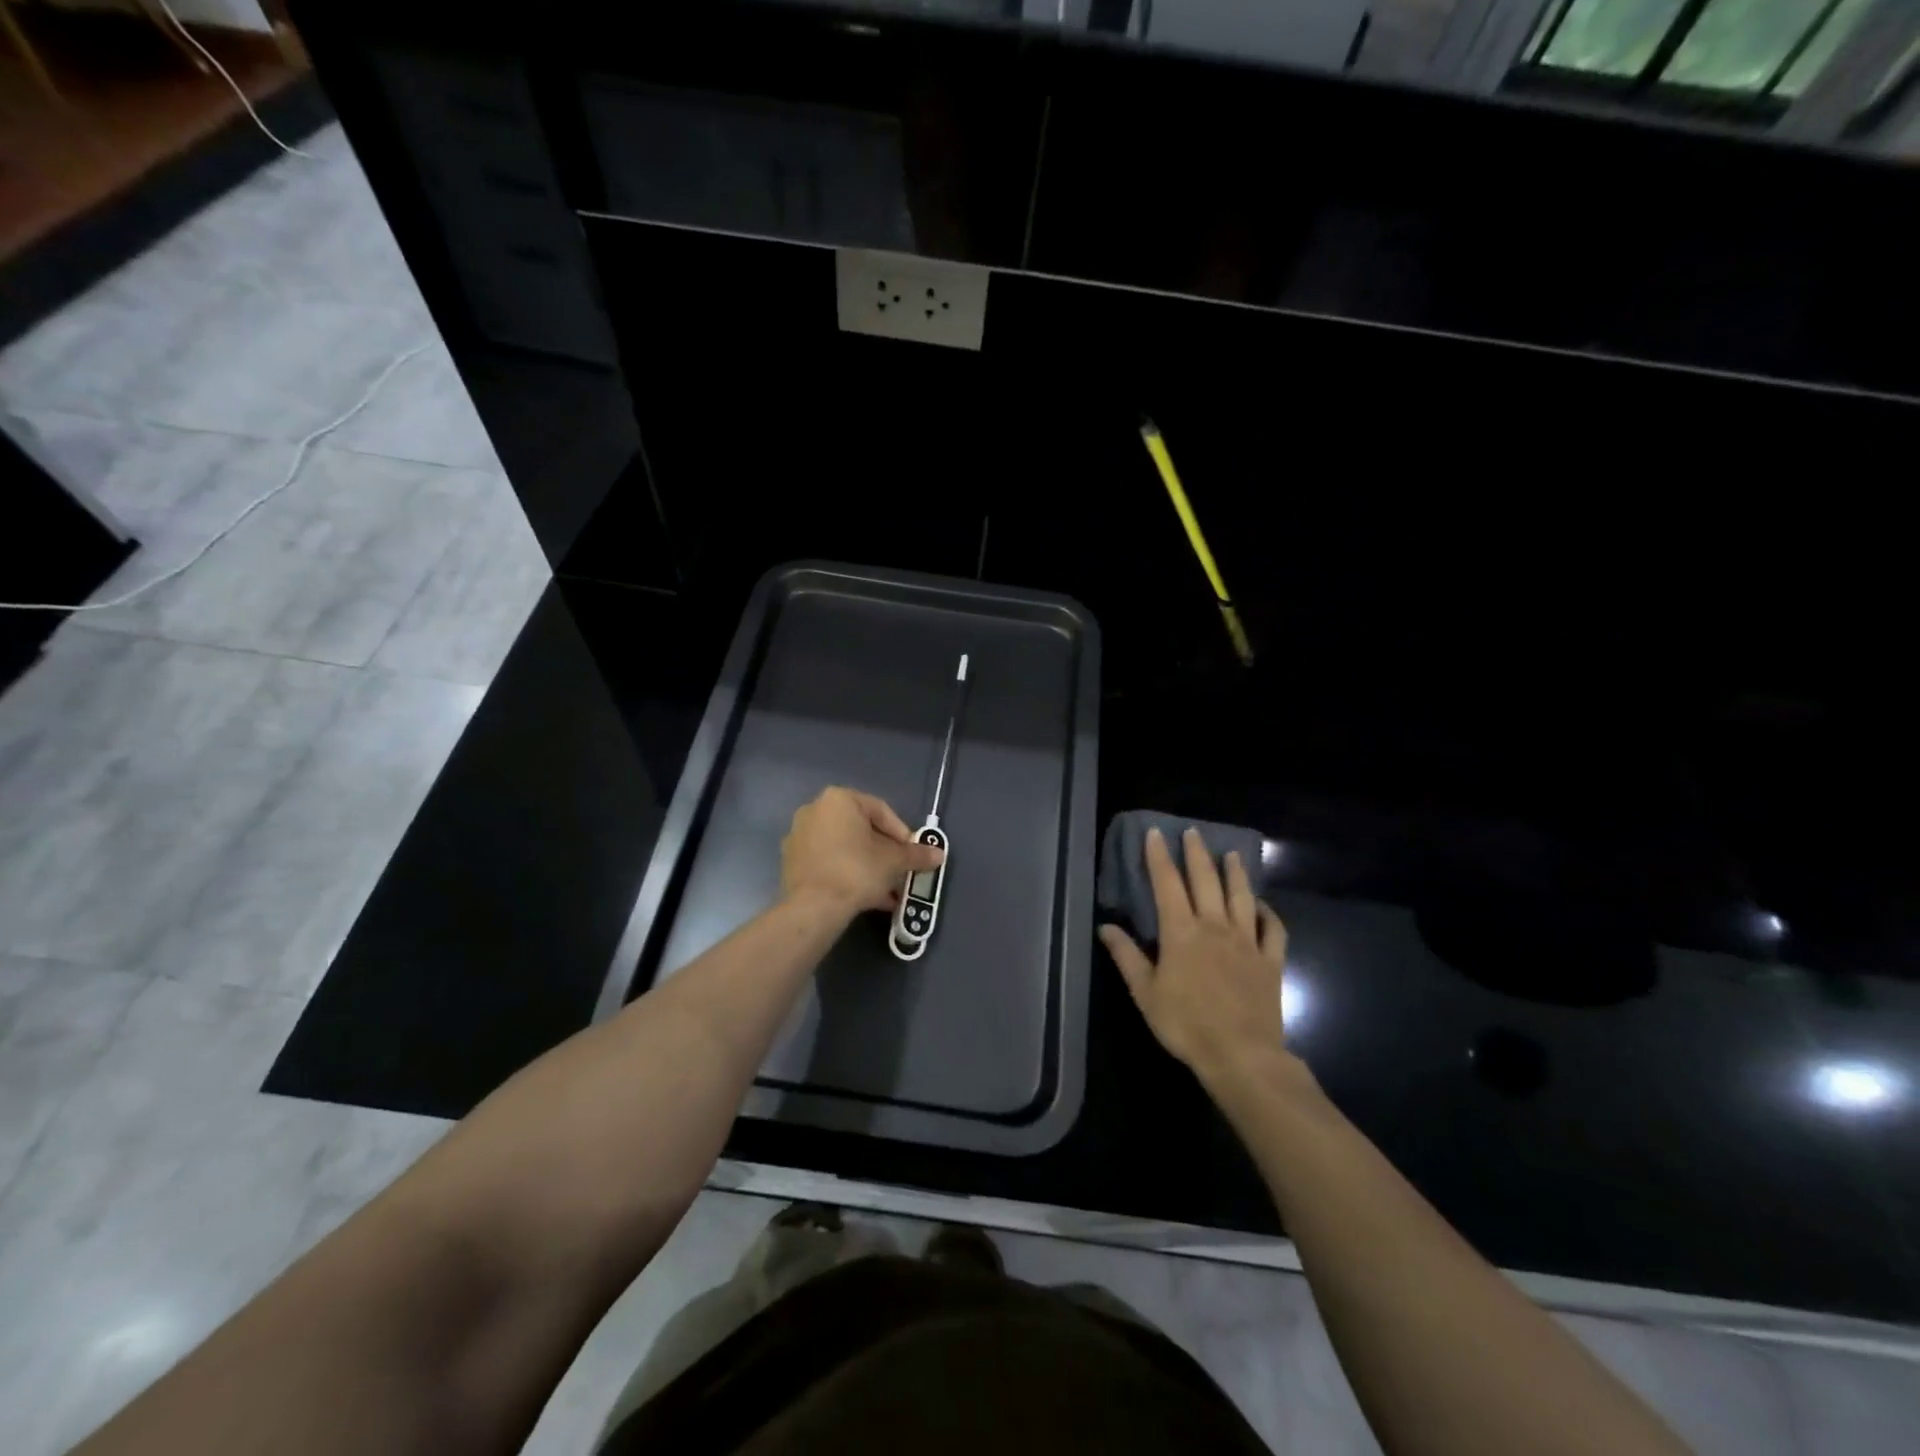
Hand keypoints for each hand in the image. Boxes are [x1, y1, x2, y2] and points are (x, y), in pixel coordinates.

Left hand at [781, 787, 943, 918]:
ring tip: (887, 890)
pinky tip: (866, 897)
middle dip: (884, 852)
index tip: (912, 854)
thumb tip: (939, 854)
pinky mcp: (792, 861)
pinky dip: (847, 874)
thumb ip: (916, 855)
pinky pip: (828, 862)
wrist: (814, 907)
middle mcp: (815, 810)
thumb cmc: (857, 871)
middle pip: (861, 830)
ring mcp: (799, 836)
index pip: (880, 811)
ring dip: (868, 866)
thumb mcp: (894, 862)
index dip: (902, 834)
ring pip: (845, 848)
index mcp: (839, 799)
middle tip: (899, 871)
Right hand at [1100, 828, 1300, 1086]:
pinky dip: (1269, 913)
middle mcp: (1215, 927)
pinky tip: (1262, 906)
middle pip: (1206, 881)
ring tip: (1231, 854)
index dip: (1159, 857)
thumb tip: (1105, 926)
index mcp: (1181, 932)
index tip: (1156, 833)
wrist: (1241, 1054)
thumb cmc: (1185, 1024)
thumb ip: (1126, 956)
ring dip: (1235, 873)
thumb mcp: (1144, 992)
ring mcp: (1247, 942)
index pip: (1167, 884)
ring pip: (1242, 897)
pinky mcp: (1271, 961)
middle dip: (1197, 854)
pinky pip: (1274, 930)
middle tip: (1193, 832)